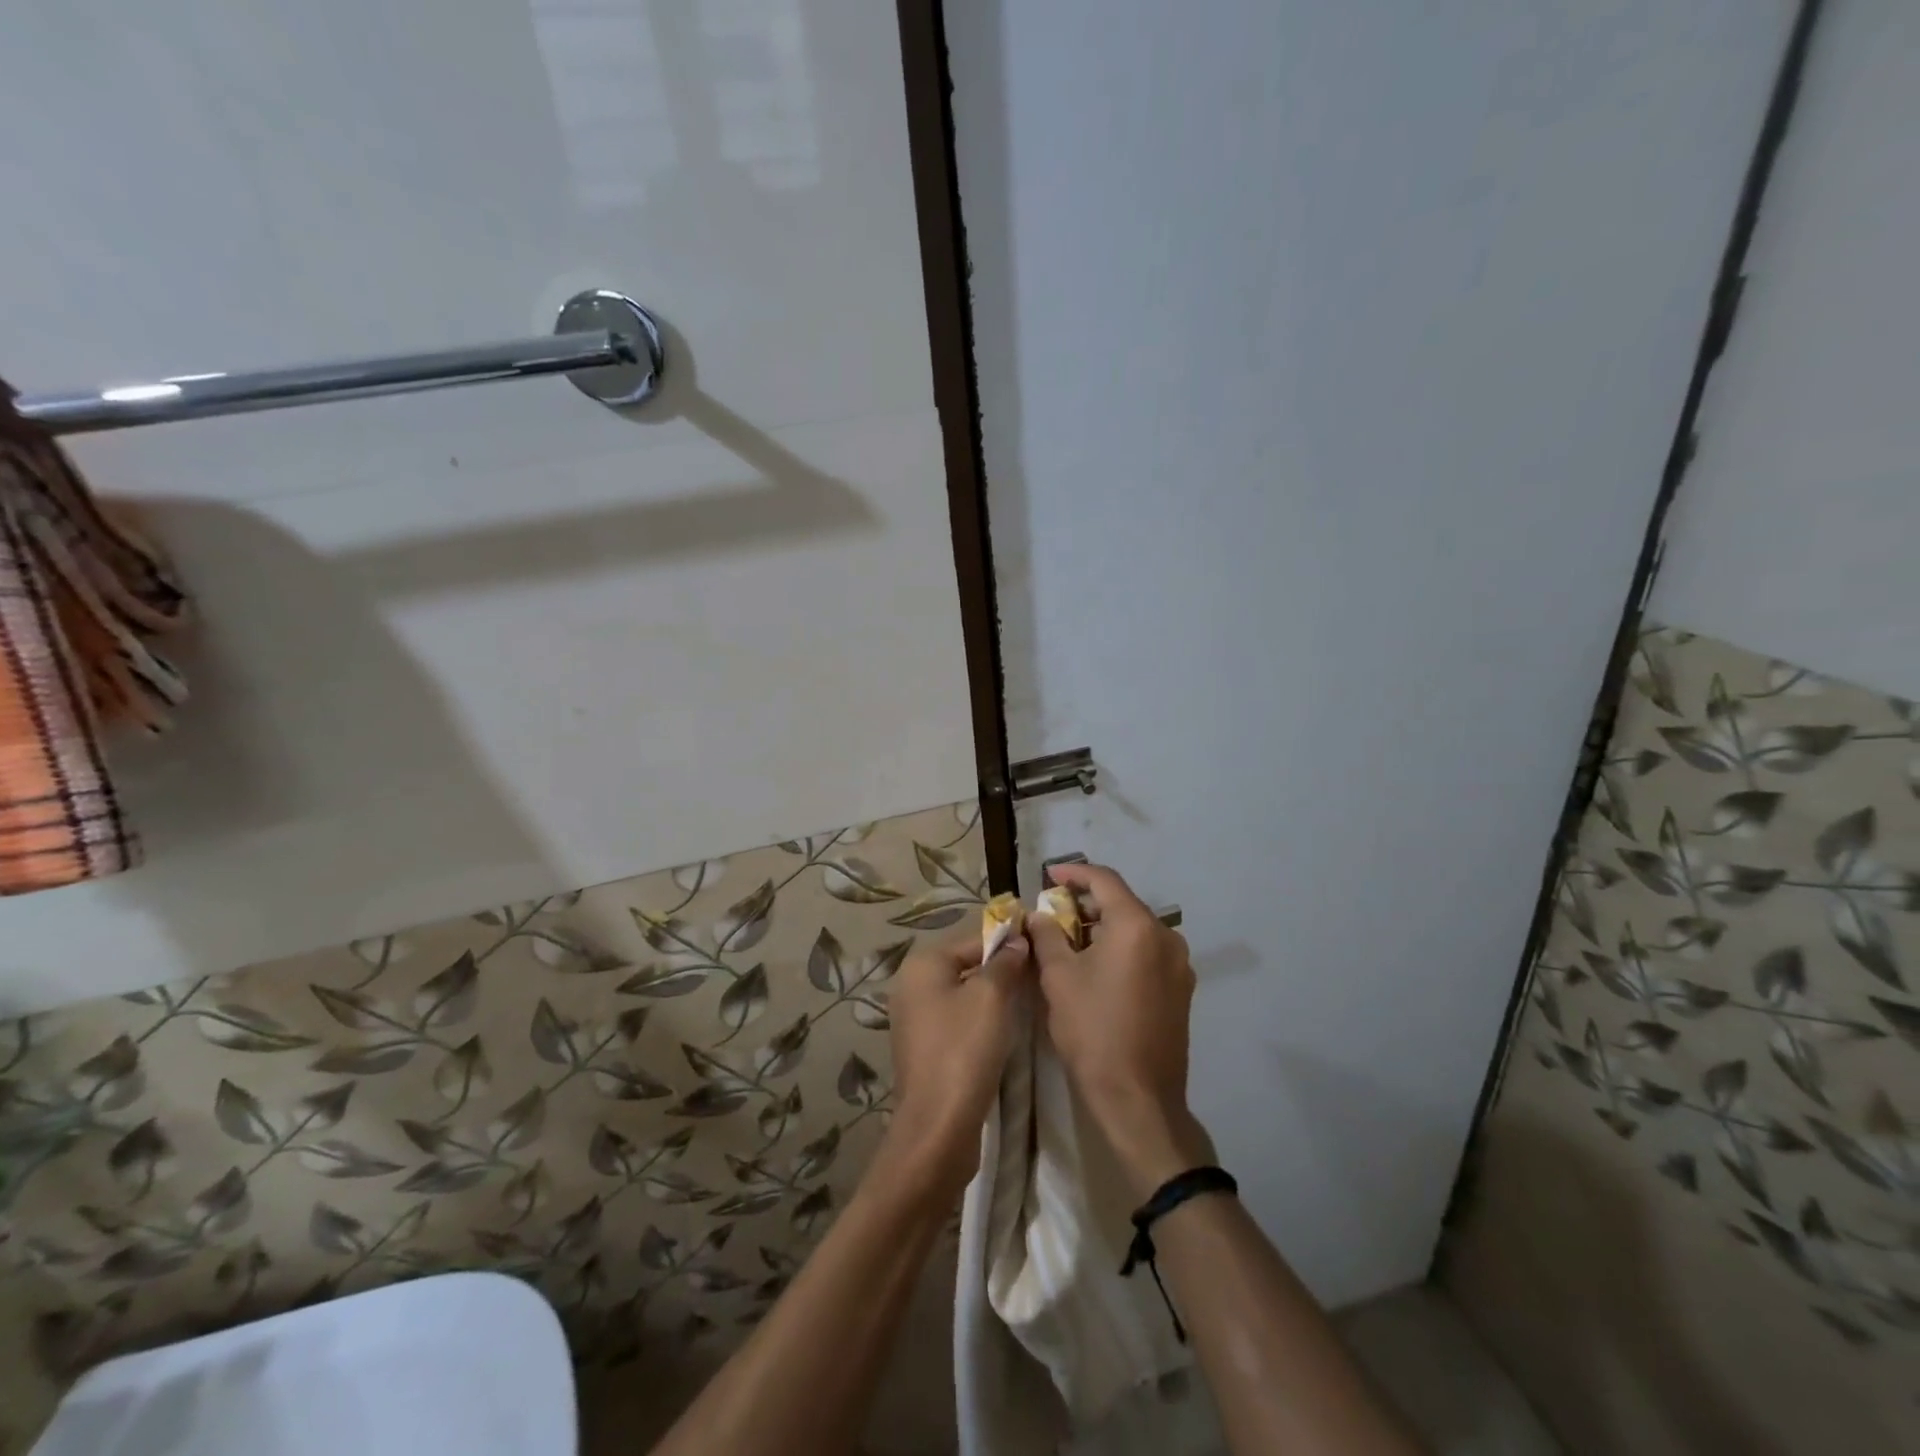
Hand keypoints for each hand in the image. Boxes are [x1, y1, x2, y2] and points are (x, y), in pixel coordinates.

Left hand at [879, 923, 1031, 1203]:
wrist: (939, 1127)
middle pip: (968, 965)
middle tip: (1039, 977)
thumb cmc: (965, 1050)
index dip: (1009, 941)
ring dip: (994, 997)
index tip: (1043, 947)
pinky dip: (981, 1020)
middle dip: (1002, 969)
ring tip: (1029, 1002)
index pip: (974, 939)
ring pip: (965, 994)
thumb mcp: (992, 997)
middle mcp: (912, 986)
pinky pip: (959, 1020)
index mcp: (923, 965)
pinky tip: (1005, 1032)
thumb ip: (1005, 962)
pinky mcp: (925, 1049)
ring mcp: (915, 1019)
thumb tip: (1017, 940)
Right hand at [1027, 863, 1210, 1198]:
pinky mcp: (1181, 989)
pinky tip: (1097, 967)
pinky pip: (1147, 953)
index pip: (1104, 881)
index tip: (1049, 876)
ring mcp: (1179, 964)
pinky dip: (1121, 949)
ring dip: (1103, 928)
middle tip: (1053, 913)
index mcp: (1137, 926)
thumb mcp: (1059, 978)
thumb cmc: (1093, 1030)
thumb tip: (1040, 915)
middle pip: (1122, 903)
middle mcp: (1166, 936)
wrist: (1138, 1098)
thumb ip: (1047, 936)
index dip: (1074, 873)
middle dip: (1086, 904)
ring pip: (1135, 929)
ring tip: (1070, 941)